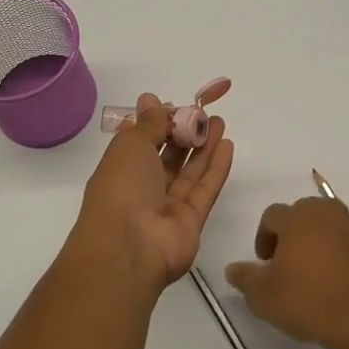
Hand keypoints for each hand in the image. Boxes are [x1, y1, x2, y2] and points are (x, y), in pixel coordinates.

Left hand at [72, 94, 233, 297]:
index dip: (158, 123)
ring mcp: (168, 206)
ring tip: (220, 123)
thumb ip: (149, 123)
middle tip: (205, 113)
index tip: (175, 105)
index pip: (142, 142)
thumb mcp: (130, 146)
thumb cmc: (121, 189)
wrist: (129, 249)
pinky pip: (205, 190)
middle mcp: (143, 188)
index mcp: (121, 169)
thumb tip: (151, 99)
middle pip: (168, 157)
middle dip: (185, 133)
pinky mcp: (191, 221)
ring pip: (189, 172)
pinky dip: (216, 168)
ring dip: (204, 147)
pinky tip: (227, 146)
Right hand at [225, 198, 348, 348]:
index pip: (272, 215)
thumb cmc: (309, 301)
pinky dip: (343, 258)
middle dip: (292, 237)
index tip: (265, 265)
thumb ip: (244, 278)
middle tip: (288, 268)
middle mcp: (329, 213)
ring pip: (330, 230)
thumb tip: (233, 269)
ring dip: (319, 246)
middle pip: (303, 216)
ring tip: (316, 278)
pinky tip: (340, 287)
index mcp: (299, 216)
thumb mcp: (263, 296)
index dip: (263, 238)